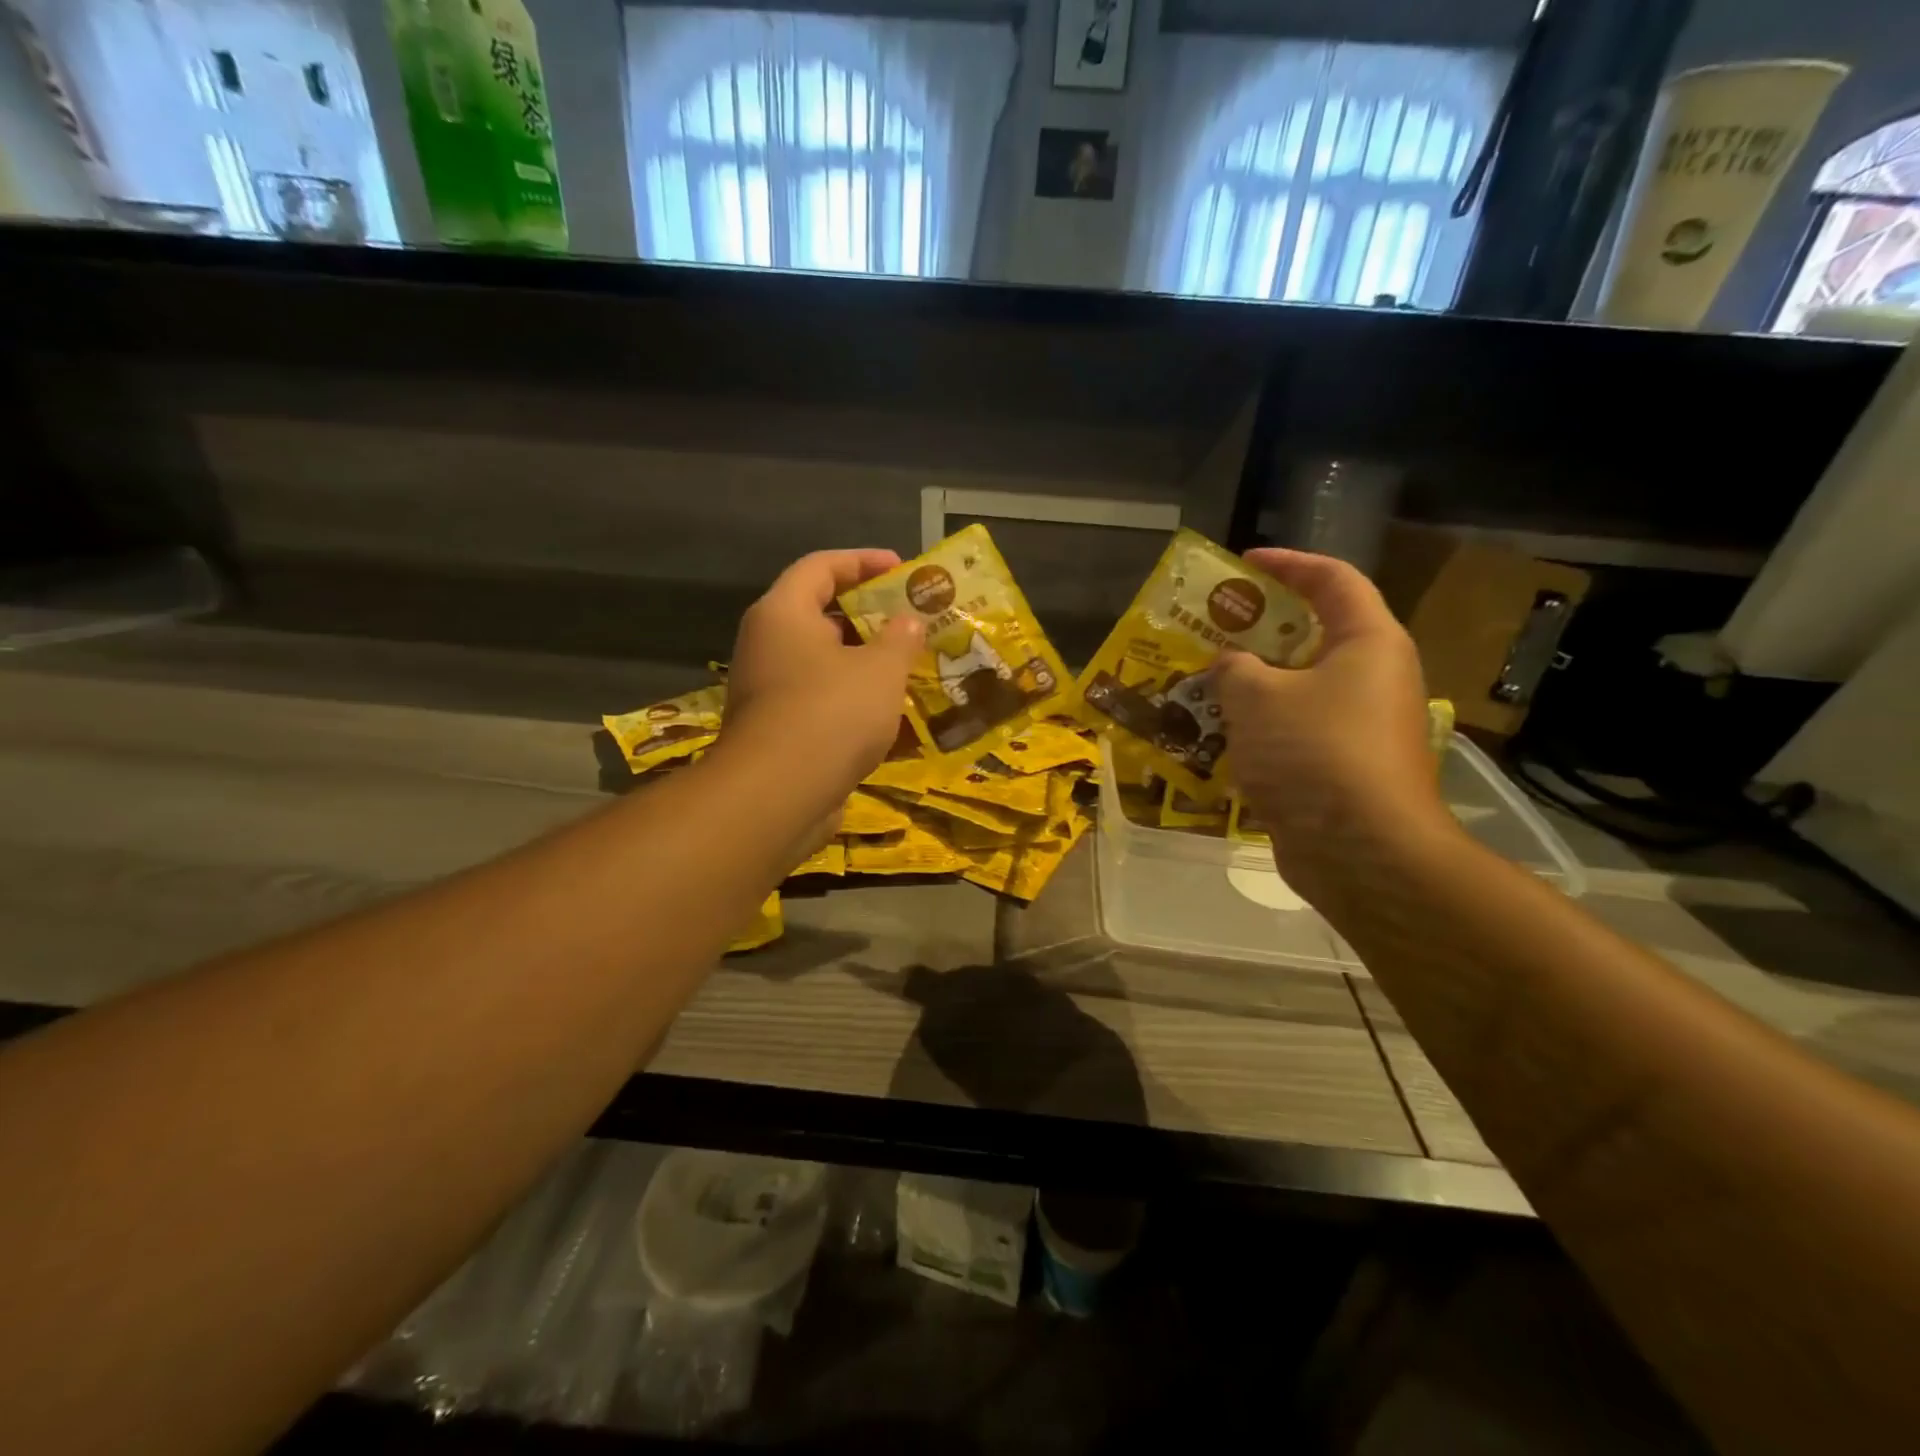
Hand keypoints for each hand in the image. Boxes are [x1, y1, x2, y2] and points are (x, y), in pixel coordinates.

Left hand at [719, 549, 923, 815]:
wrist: (778, 796)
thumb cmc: (831, 713)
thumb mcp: (880, 670)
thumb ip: (900, 639)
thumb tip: (908, 622)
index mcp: (783, 614)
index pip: (821, 566)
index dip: (863, 561)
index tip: (902, 568)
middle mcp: (768, 645)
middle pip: (820, 615)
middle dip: (869, 618)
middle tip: (911, 623)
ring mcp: (769, 691)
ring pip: (823, 664)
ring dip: (864, 664)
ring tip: (909, 668)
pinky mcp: (777, 731)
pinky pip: (821, 701)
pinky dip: (853, 701)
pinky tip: (889, 715)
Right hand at [1214, 549, 1455, 905]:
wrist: (1361, 851)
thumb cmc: (1314, 753)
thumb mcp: (1257, 697)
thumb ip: (1233, 669)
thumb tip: (1230, 667)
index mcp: (1367, 643)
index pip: (1332, 580)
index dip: (1288, 563)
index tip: (1243, 562)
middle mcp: (1373, 678)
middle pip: (1314, 636)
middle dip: (1259, 630)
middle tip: (1212, 629)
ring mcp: (1361, 727)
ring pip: (1300, 689)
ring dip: (1254, 685)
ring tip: (1204, 684)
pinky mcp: (1344, 768)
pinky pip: (1296, 731)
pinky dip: (1261, 727)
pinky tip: (1220, 738)